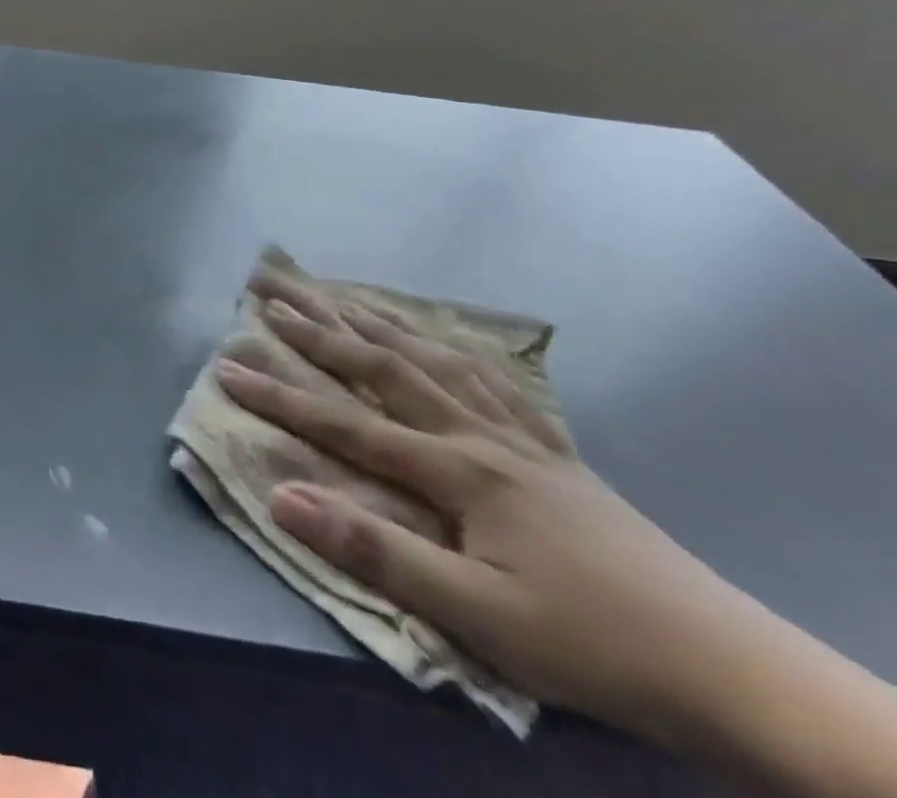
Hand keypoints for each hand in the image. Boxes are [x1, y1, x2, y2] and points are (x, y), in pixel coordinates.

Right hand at [215, 284, 758, 743]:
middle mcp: (479, 433)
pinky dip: (450, 345)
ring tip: (335, 293)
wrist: (732, 668)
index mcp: (457, 468)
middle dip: (318, 325)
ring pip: (432, 357)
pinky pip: (490, 377)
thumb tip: (283, 497)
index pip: (345, 422)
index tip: (225, 365)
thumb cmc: (592, 644)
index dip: (280, 394)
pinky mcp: (554, 450)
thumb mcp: (478, 617)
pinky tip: (438, 337)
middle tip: (268, 287)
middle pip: (382, 364)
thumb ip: (377, 552)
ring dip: (375, 321)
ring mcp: (520, 434)